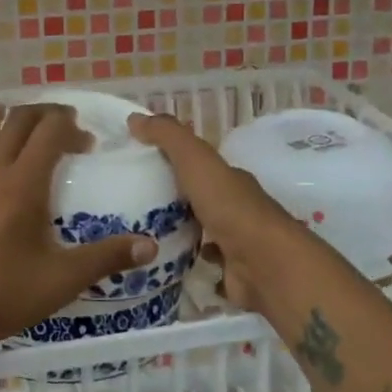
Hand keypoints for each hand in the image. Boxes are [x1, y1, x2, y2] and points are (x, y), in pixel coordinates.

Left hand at [0, 104, 158, 363]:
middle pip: (18, 119)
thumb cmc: (4, 294)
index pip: (48, 130)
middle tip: (66, 127)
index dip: (71, 126)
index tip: (87, 144)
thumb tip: (150, 246)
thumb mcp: (62, 280)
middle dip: (45, 114)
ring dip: (12, 119)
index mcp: (22, 182)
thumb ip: (107, 258)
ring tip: (30, 131)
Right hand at [127, 112, 298, 315]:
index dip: (169, 159)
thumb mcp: (195, 160)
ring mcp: (233, 242)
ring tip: (134, 233)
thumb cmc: (230, 207)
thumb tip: (134, 118)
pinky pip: (200, 263)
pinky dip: (184, 262)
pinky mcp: (229, 273)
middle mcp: (233, 207)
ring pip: (198, 231)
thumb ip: (168, 137)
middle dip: (168, 197)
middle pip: (196, 198)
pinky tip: (159, 261)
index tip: (135, 162)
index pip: (196, 164)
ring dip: (174, 230)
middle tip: (127, 201)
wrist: (264, 265)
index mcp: (227, 179)